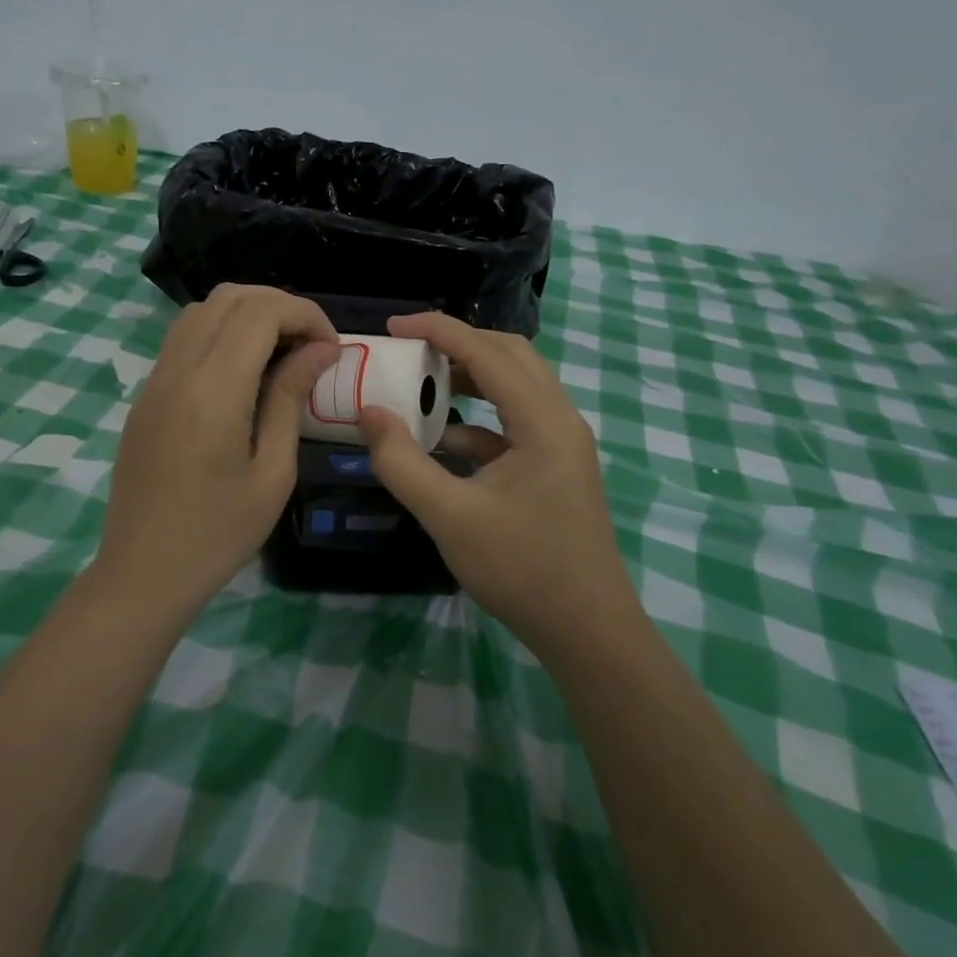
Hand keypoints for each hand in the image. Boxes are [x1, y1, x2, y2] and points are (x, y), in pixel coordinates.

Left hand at [97, 285, 338, 608]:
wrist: (143, 571)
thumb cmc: (218, 533)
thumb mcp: (272, 472)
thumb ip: (290, 399)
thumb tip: (318, 351)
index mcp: (212, 390)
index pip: (260, 312)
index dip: (305, 314)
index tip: (332, 347)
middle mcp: (177, 370)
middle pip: (229, 297)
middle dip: (280, 306)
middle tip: (312, 344)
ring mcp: (154, 379)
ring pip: (202, 310)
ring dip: (248, 314)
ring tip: (282, 351)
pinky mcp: (146, 394)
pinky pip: (184, 338)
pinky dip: (221, 333)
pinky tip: (244, 371)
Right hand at [358, 312, 635, 650]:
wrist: (587, 630)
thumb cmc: (522, 569)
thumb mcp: (449, 515)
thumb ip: (402, 462)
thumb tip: (368, 412)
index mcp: (543, 420)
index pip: (487, 352)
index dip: (438, 330)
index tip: (392, 326)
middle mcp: (560, 419)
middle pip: (510, 357)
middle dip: (458, 345)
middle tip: (411, 350)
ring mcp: (562, 445)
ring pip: (515, 388)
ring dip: (471, 378)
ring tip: (423, 383)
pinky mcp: (556, 468)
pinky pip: (516, 423)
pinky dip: (479, 419)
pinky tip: (445, 439)